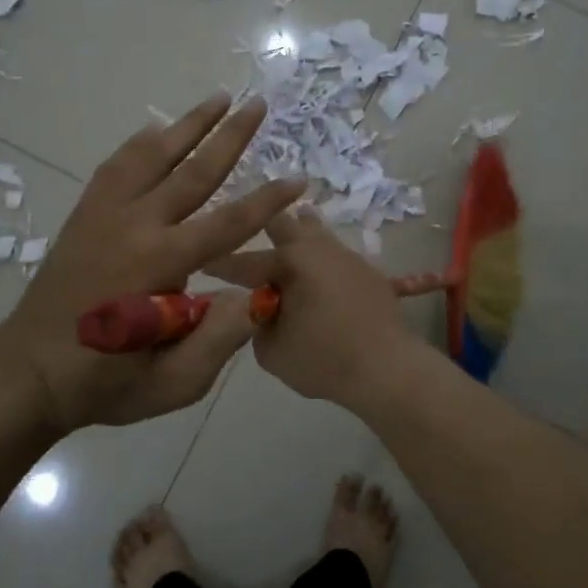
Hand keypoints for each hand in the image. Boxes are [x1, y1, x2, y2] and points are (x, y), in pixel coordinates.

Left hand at [0, 94, 304, 434]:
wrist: (28, 372)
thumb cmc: (105, 382)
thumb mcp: (173, 382)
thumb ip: (220, 339)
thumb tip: (261, 294)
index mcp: (161, 264)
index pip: (228, 222)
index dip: (268, 200)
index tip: (299, 178)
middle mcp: (135, 225)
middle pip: (192, 171)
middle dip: (231, 136)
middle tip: (258, 104)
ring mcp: (104, 215)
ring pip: (152, 155)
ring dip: (188, 124)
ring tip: (218, 97)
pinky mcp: (85, 216)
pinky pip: (116, 166)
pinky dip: (140, 143)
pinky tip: (156, 129)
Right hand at [208, 208, 425, 409]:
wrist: (387, 368)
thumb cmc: (323, 359)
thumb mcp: (272, 350)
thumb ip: (258, 324)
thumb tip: (261, 309)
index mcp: (289, 262)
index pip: (244, 262)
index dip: (219, 264)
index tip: (201, 262)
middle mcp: (318, 250)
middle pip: (285, 224)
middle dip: (263, 223)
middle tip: (248, 224)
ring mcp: (348, 258)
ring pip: (318, 231)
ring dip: (301, 228)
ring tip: (294, 219)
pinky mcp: (370, 273)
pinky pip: (343, 257)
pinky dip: (329, 256)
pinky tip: (336, 254)